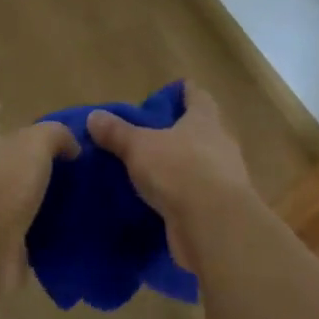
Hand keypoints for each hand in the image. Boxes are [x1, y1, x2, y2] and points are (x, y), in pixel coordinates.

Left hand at [0, 102, 77, 275]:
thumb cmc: (7, 181)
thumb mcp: (36, 143)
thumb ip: (56, 135)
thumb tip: (71, 147)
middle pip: (1, 159)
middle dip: (22, 154)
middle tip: (57, 152)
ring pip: (18, 194)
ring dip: (39, 191)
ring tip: (74, 187)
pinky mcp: (6, 242)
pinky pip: (32, 227)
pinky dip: (48, 224)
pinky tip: (72, 220)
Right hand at [86, 83, 255, 265]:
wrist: (213, 225)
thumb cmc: (179, 170)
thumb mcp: (139, 147)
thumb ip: (117, 133)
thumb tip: (93, 116)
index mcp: (205, 120)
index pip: (198, 97)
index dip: (185, 93)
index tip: (171, 94)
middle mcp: (220, 144)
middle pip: (202, 131)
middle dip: (180, 133)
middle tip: (151, 136)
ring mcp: (225, 178)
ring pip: (201, 165)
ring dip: (181, 168)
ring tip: (152, 172)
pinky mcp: (220, 209)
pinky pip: (198, 196)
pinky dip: (182, 197)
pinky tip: (161, 203)